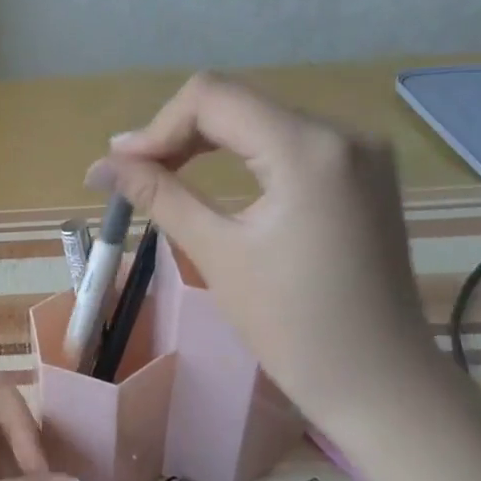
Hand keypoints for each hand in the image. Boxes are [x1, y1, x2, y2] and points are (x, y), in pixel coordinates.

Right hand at [85, 72, 442, 429]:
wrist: (380, 382)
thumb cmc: (294, 326)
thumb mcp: (218, 253)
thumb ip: (159, 195)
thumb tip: (100, 165)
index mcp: (309, 149)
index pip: (213, 97)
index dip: (157, 127)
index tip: (121, 167)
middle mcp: (343, 132)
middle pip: (238, 102)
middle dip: (178, 134)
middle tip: (132, 174)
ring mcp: (361, 151)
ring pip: (261, 119)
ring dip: (207, 142)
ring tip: (162, 175)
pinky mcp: (363, 172)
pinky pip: (288, 141)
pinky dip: (243, 154)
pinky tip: (215, 178)